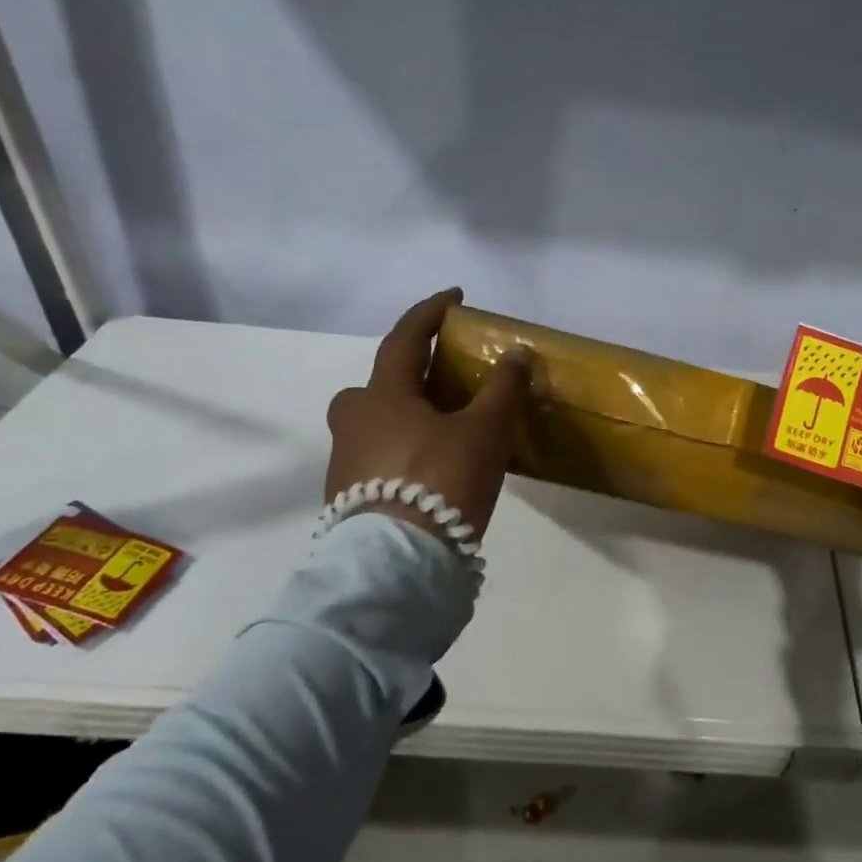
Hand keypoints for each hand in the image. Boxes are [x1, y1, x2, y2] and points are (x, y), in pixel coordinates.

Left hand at [324, 289, 530, 543]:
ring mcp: (345, 460)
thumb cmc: (441, 480)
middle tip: (447, 383)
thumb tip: (516, 353)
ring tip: (449, 433)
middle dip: (413, 375)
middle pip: (382, 384)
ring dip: (409, 416)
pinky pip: (378, 455)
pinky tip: (432, 471)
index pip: (404, 338)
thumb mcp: (485, 431)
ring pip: (378, 422)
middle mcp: (353, 420)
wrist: (396, 564)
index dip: (431, 312)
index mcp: (381, 395)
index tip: (455, 297)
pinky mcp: (347, 496)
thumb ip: (502, 389)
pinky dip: (403, 450)